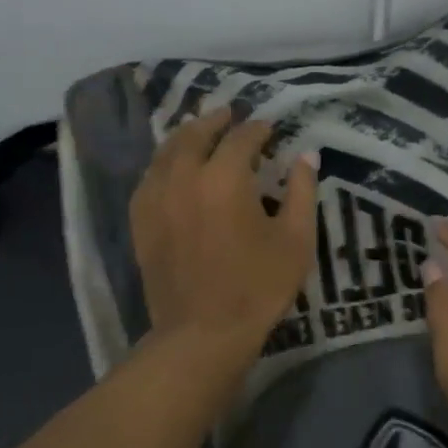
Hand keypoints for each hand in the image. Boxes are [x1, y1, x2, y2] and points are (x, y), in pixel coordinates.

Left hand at [131, 108, 318, 354]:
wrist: (203, 332)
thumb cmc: (257, 288)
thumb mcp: (296, 240)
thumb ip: (302, 191)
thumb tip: (306, 155)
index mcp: (224, 177)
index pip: (242, 138)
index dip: (258, 130)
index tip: (269, 129)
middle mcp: (184, 176)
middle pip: (196, 133)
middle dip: (216, 120)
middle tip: (230, 115)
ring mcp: (156, 197)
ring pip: (167, 151)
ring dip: (187, 136)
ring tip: (201, 133)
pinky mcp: (141, 220)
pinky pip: (150, 177)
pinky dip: (165, 163)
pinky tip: (174, 168)